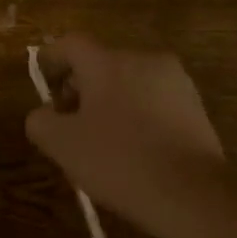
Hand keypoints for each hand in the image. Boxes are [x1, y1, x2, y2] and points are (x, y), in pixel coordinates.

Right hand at [25, 35, 225, 232]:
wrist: (191, 193)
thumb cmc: (118, 161)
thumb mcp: (61, 145)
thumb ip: (40, 121)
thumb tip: (45, 113)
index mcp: (108, 62)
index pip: (71, 44)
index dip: (51, 60)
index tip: (43, 86)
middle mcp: (144, 60)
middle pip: (102, 63)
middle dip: (81, 88)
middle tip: (69, 123)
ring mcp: (176, 82)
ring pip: (130, 83)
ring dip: (110, 103)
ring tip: (102, 141)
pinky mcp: (196, 107)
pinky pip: (154, 102)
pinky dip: (138, 116)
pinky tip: (133, 150)